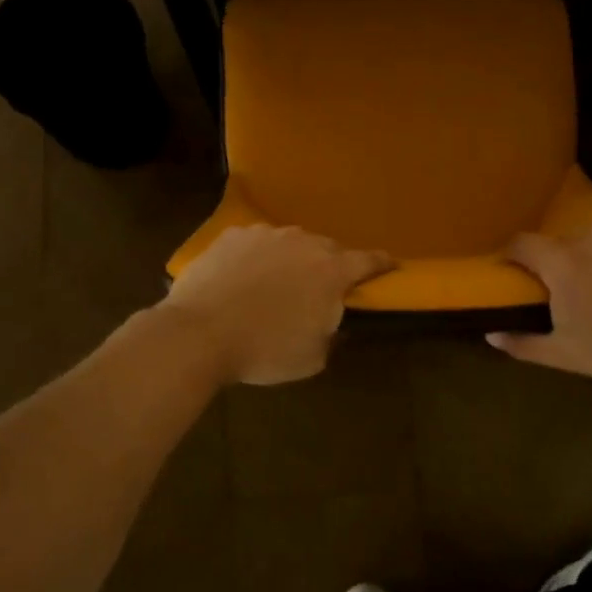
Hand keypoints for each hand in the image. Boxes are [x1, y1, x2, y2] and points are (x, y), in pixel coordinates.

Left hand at [162, 225, 392, 385]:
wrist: (199, 334)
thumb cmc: (264, 350)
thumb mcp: (313, 357)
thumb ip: (332, 334)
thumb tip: (332, 323)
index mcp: (332, 270)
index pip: (369, 261)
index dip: (383, 265)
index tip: (391, 267)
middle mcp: (303, 242)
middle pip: (328, 250)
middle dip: (330, 267)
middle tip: (320, 291)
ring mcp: (266, 234)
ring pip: (290, 244)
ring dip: (291, 260)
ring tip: (275, 286)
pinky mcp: (233, 236)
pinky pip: (256, 244)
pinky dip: (257, 258)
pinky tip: (243, 280)